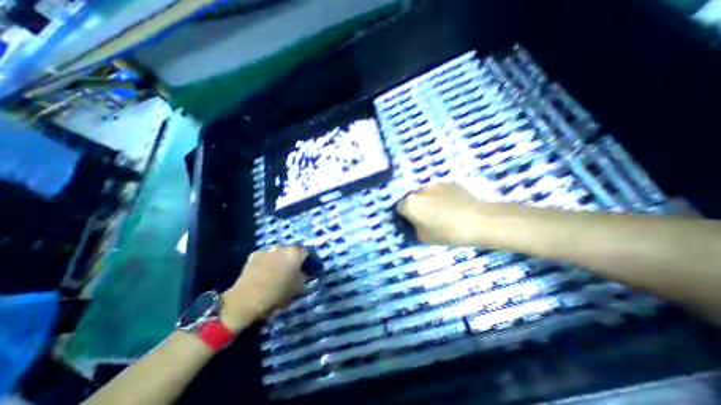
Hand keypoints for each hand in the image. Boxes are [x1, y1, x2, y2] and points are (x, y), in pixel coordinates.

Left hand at [222, 245, 307, 330]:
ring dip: (281, 258)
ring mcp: (267, 249)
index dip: (309, 261)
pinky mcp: (254, 254)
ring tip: (279, 269)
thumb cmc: (277, 294)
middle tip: (294, 269)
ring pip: (279, 251)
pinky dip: (268, 260)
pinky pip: (266, 255)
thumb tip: (306, 273)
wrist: (246, 300)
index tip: (309, 268)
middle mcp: (283, 247)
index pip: (308, 253)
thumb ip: (305, 277)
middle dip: (295, 258)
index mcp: (295, 253)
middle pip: (293, 250)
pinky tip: (266, 271)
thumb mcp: (298, 288)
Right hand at [397, 183, 486, 246]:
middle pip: (412, 198)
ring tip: (442, 210)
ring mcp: (435, 184)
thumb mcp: (424, 237)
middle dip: (417, 206)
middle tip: (427, 217)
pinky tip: (453, 205)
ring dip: (429, 200)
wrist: (479, 220)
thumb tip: (416, 222)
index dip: (405, 216)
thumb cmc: (447, 232)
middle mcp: (419, 190)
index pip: (399, 208)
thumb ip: (414, 227)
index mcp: (410, 204)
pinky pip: (440, 190)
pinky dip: (442, 197)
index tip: (413, 222)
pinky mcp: (449, 182)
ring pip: (426, 193)